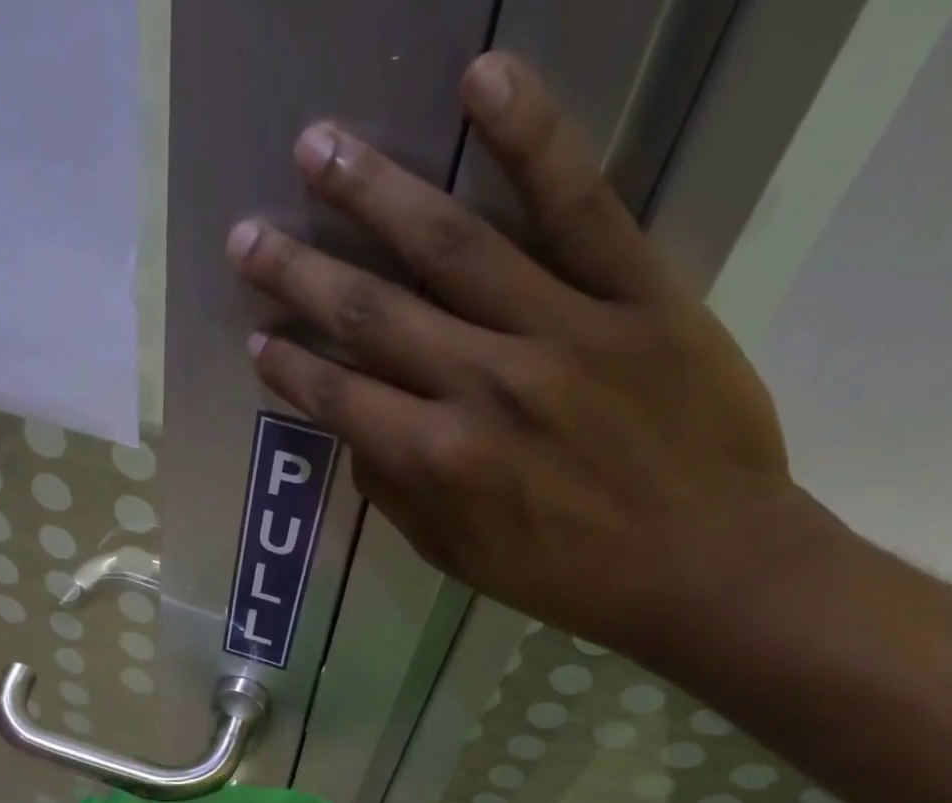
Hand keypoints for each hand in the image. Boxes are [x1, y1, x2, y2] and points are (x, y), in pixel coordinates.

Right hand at [228, 49, 839, 662]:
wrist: (705, 564)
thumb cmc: (569, 576)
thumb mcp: (460, 559)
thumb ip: (400, 496)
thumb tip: (359, 437)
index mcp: (438, 461)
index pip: (340, 399)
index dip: (290, 368)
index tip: (255, 338)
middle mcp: (481, 386)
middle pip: (372, 315)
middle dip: (298, 274)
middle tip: (246, 234)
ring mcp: (560, 331)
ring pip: (451, 246)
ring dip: (374, 193)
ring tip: (317, 146)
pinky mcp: (637, 293)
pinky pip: (579, 205)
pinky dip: (531, 137)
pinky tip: (481, 78)